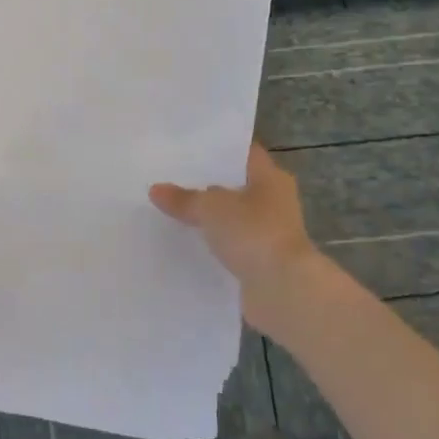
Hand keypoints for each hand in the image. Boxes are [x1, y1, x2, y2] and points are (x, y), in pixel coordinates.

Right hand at [150, 144, 325, 340]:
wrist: (282, 290)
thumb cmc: (253, 232)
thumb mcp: (210, 208)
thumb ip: (183, 198)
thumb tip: (156, 189)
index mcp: (270, 178)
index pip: (243, 154)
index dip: (218, 150)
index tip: (187, 148)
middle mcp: (274, 202)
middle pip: (236, 187)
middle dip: (207, 185)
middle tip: (170, 178)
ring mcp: (269, 233)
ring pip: (232, 218)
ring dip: (210, 218)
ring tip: (171, 211)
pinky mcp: (261, 262)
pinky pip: (230, 246)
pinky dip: (213, 246)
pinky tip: (185, 243)